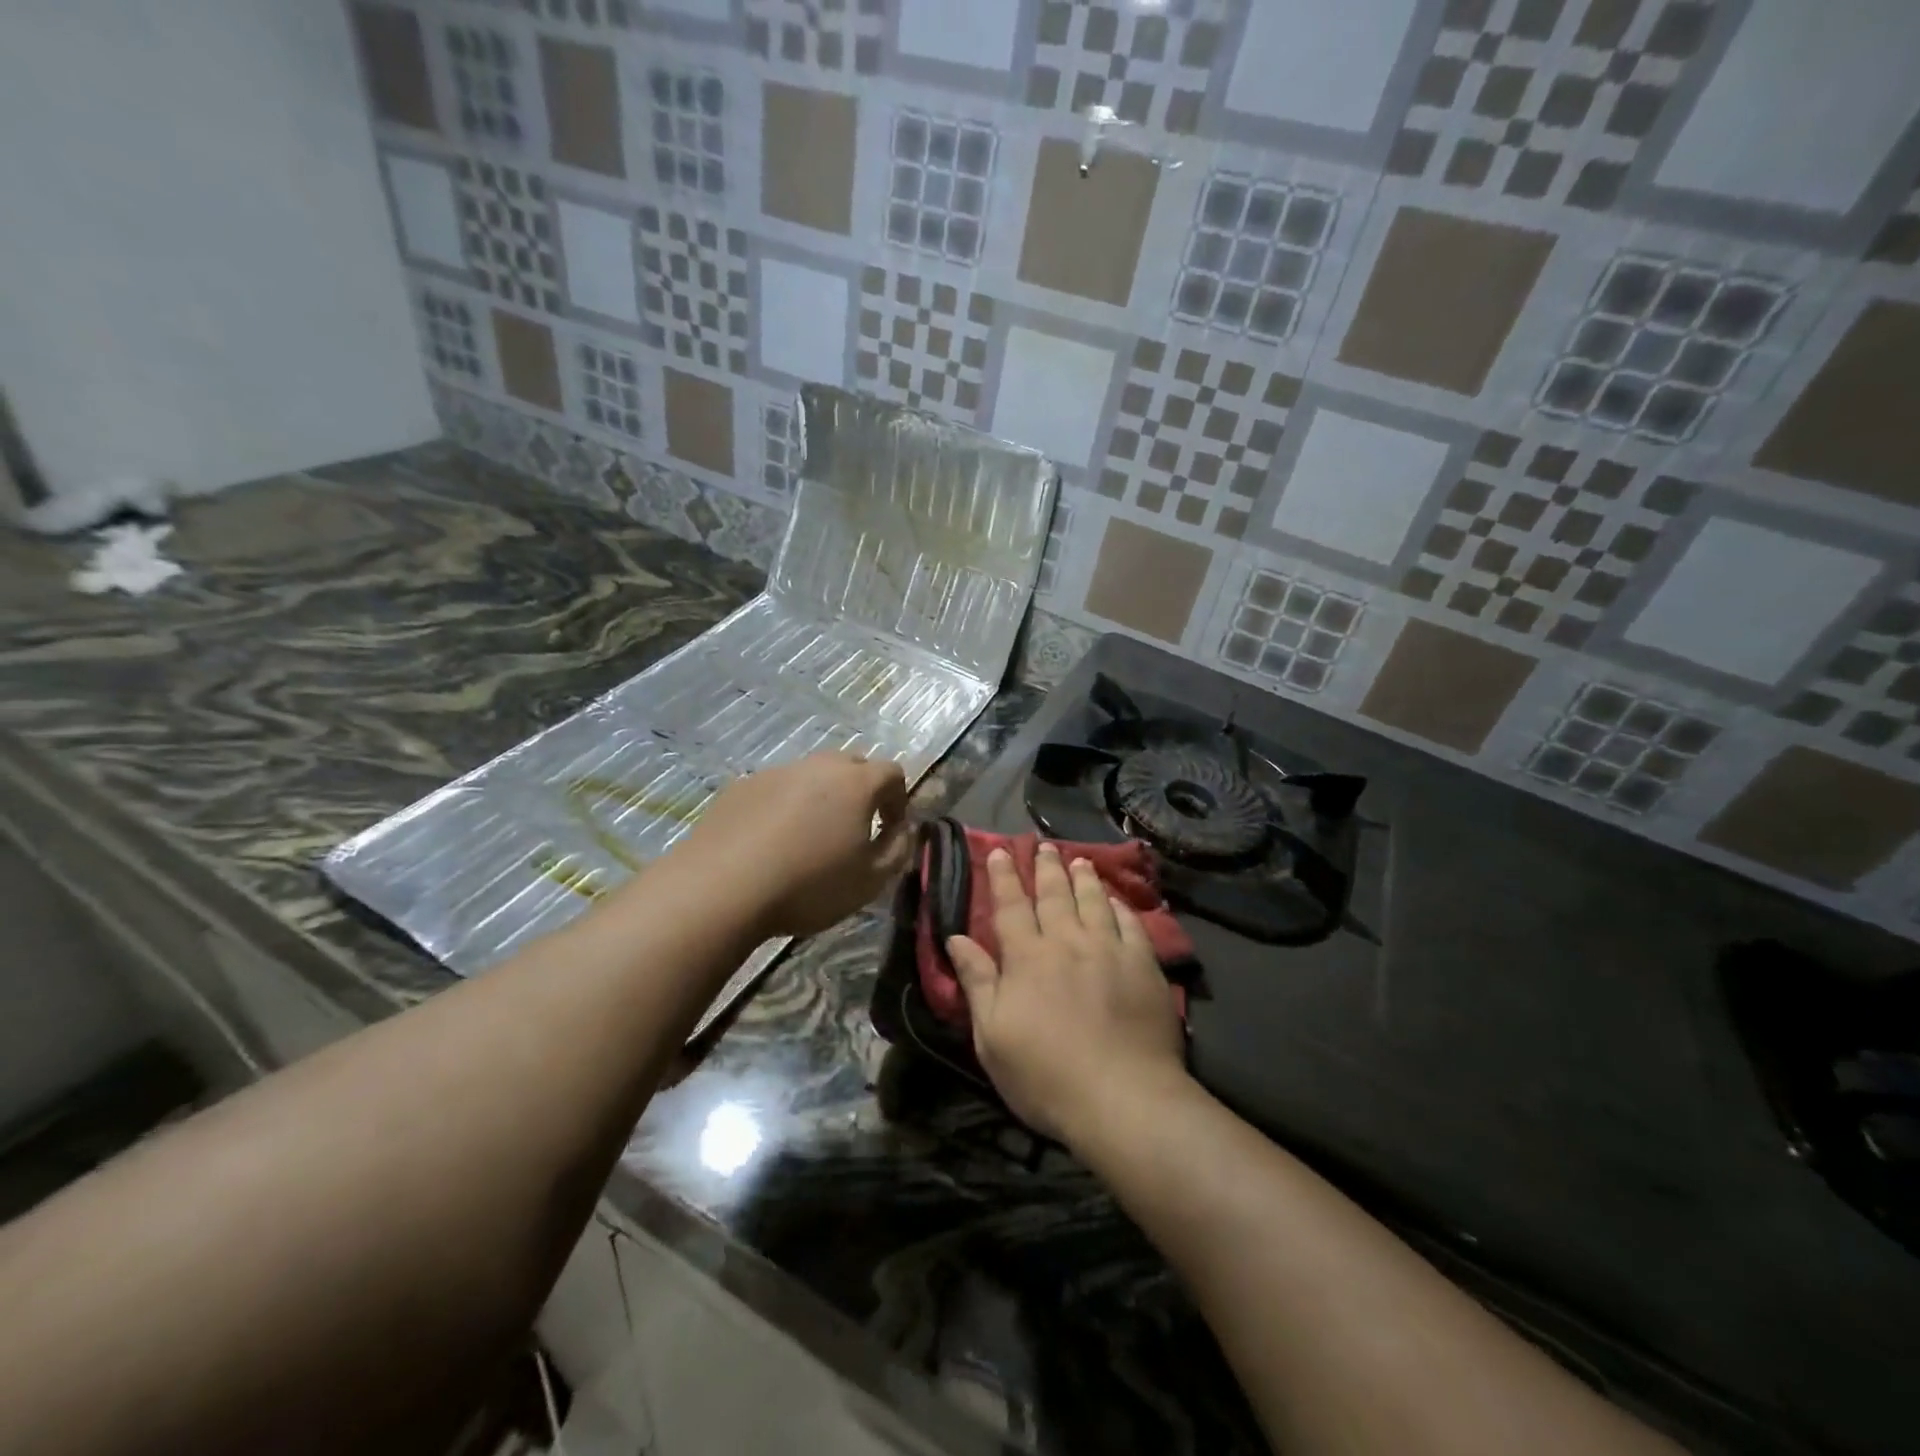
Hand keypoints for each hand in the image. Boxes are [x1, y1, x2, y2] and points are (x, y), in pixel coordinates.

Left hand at [680, 752, 913, 938]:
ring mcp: (775, 773)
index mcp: (855, 783)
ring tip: (809, 839)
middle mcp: (817, 766)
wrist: (721, 888)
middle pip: (850, 766)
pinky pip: (775, 790)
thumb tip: (903, 829)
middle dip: (860, 792)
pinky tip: (770, 843)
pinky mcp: (740, 787)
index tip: (890, 830)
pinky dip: (783, 808)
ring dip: (820, 798)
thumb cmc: (808, 885)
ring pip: (810, 776)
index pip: (892, 772)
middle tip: (854, 828)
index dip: (898, 800)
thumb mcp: (871, 880)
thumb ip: (899, 849)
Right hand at [947, 844, 1187, 1146]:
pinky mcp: (1144, 965)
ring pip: (1093, 901)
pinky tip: (1116, 899)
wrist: (1123, 1098)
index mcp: (1027, 957)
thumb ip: (977, 981)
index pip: (1011, 906)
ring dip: (1083, 878)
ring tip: (1078, 860)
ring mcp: (1110, 950)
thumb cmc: (1045, 1075)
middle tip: (1043, 845)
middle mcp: (1068, 941)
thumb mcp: (992, 1035)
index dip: (1003, 877)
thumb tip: (956, 938)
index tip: (998, 851)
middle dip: (1045, 867)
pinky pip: (1131, 923)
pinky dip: (1120, 906)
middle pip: (1054, 895)